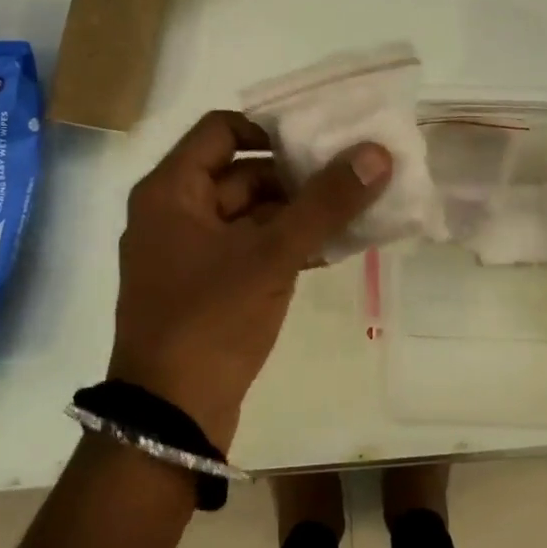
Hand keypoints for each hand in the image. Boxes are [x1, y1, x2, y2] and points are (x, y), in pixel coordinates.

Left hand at [110, 111, 391, 450]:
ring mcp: (188, 253)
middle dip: (296, 174)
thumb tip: (376, 152)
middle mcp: (173, 212)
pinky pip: (250, 247)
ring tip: (353, 208)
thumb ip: (326, 202)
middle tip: (350, 173)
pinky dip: (286, 243)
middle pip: (241, 172)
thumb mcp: (273, 255)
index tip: (320, 137)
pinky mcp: (206, 287)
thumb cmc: (211, 321)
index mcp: (171, 190)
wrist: (170, 420)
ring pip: (250, 213)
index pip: (222, 129)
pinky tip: (332, 248)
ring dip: (298, 211)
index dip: (271, 127)